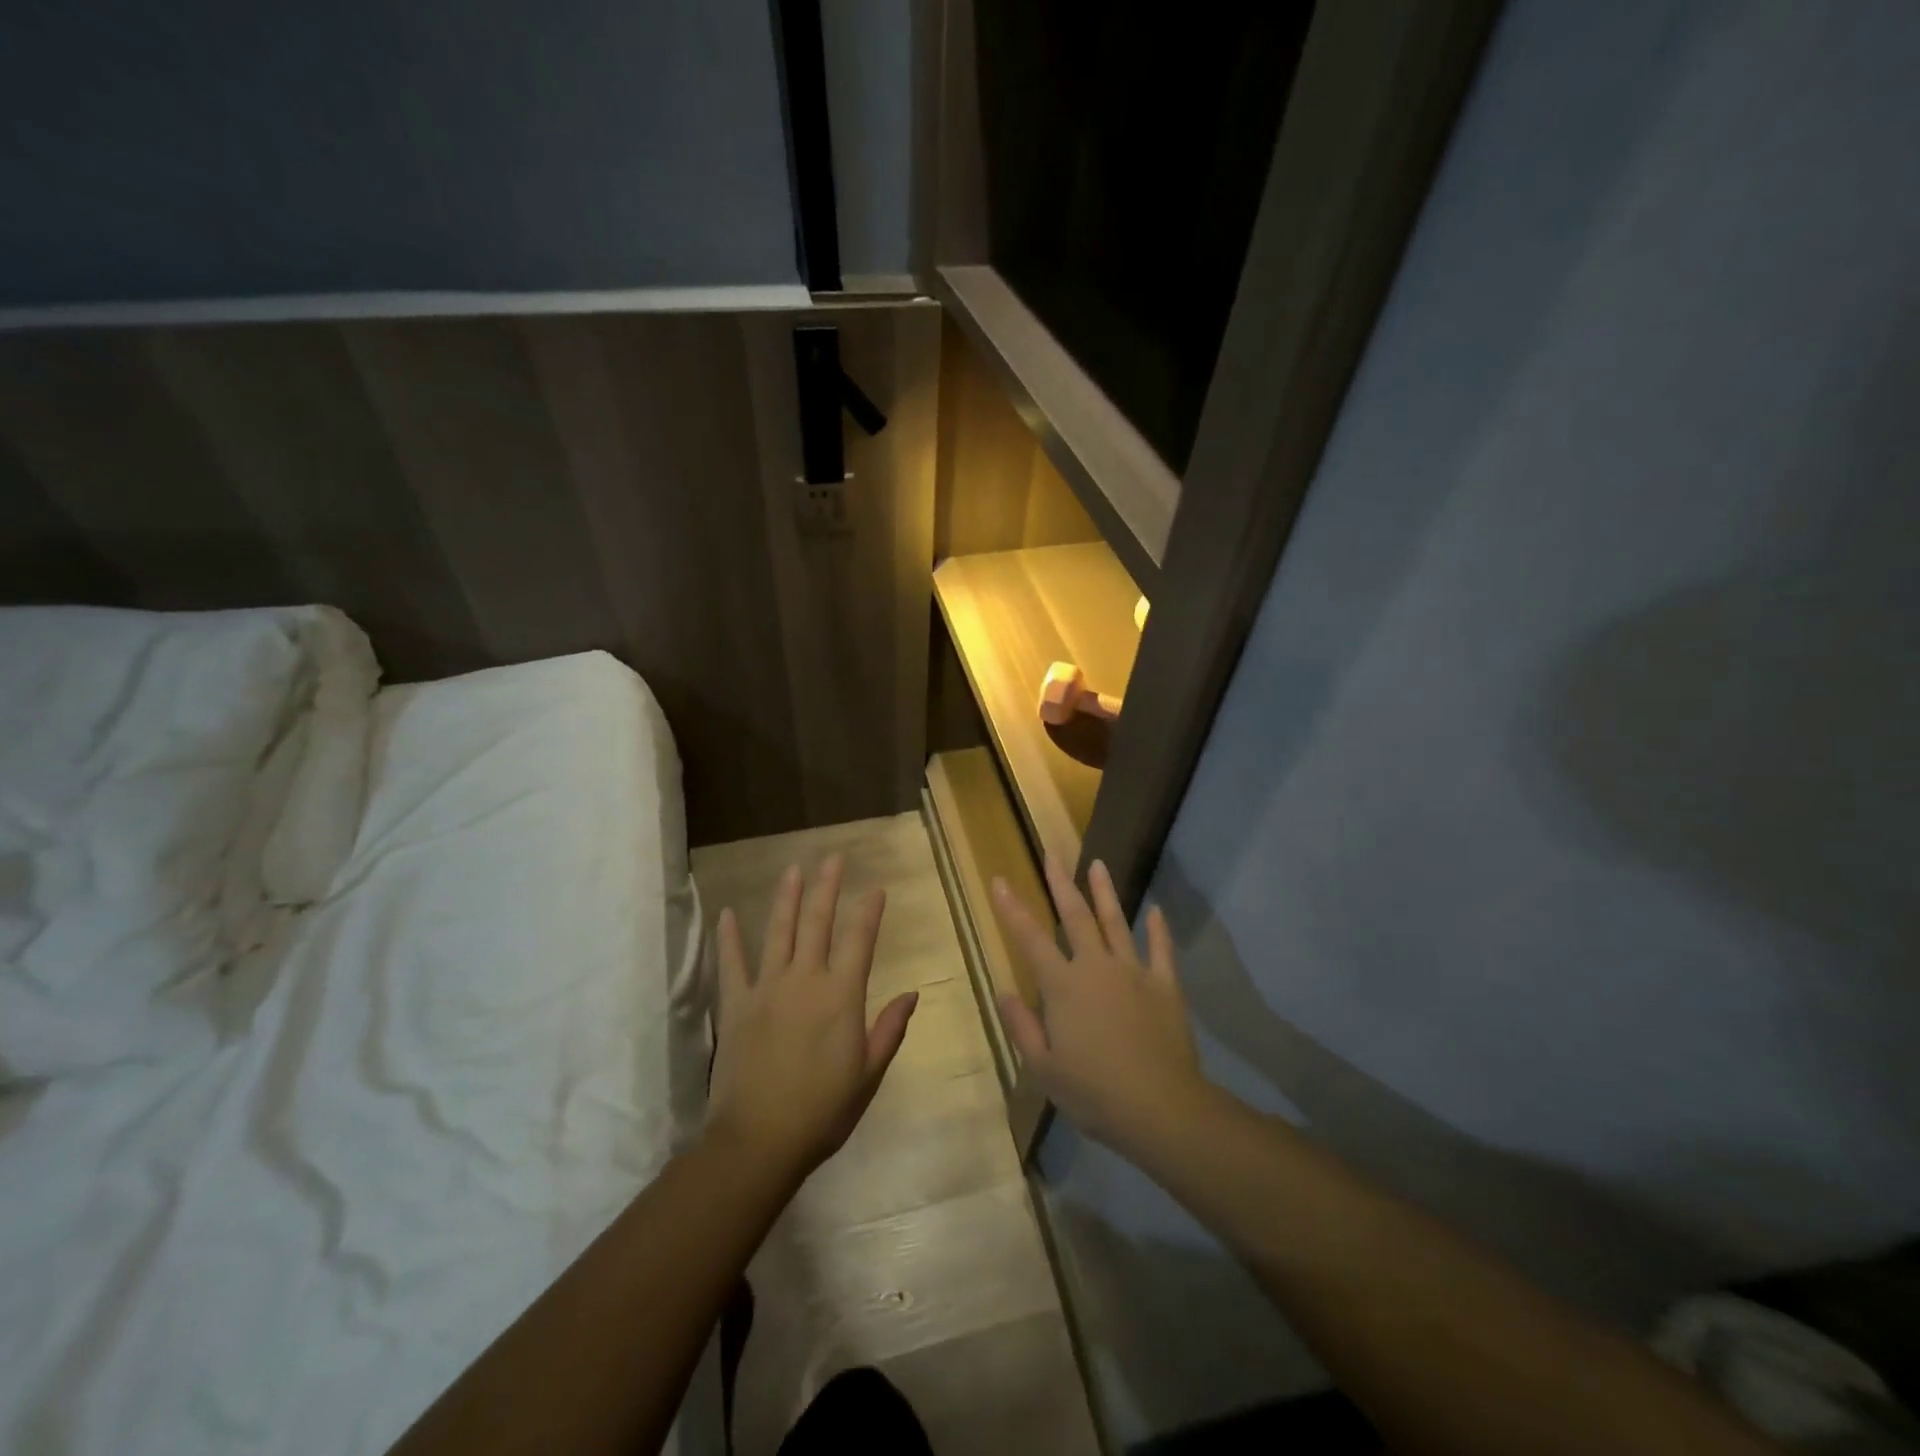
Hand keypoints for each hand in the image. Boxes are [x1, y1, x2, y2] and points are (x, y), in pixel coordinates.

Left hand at [706, 855, 917, 1187]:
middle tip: (833, 858)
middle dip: (827, 886)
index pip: (860, 940)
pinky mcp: (735, 1005)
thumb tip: (911, 993)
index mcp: (841, 996)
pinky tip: (729, 913)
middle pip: (818, 922)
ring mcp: (766, 988)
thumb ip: (889, 1029)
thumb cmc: (822, 1111)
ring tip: (793, 869)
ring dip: (786, 897)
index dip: (869, 911)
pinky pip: (732, 963)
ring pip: (778, 931)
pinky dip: (730, 937)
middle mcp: (805, 980)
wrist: (759, 1140)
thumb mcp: (868, 1074)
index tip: (876, 888)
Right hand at [992, 856, 1210, 1160]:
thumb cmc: (1094, 1092)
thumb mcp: (1044, 1068)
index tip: (1001, 880)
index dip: (1012, 908)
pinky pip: (1161, 950)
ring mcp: (1134, 972)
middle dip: (1061, 883)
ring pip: (1116, 922)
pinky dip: (1158, 929)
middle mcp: (1096, 967)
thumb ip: (1022, 1026)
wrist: (1160, 1107)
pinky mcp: (1165, 985)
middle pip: (1076, 916)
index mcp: (1063, 986)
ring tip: (1098, 864)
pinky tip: (1155, 911)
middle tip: (1052, 854)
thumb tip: (1002, 992)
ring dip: (1105, 892)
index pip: (1030, 938)